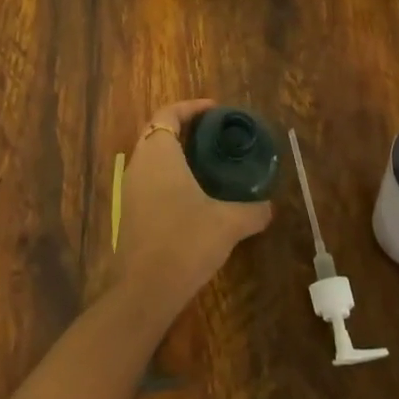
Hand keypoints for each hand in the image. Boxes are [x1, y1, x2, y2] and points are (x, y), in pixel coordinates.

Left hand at [111, 99, 272, 318]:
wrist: (145, 290)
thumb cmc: (186, 242)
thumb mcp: (228, 223)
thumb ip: (252, 210)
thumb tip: (269, 207)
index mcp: (159, 154)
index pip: (168, 114)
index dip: (190, 107)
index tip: (215, 110)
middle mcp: (139, 165)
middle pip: (156, 132)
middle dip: (183, 128)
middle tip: (214, 133)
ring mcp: (129, 191)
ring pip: (151, 158)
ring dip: (175, 153)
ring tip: (207, 162)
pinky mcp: (129, 214)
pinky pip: (149, 181)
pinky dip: (168, 176)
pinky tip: (193, 195)